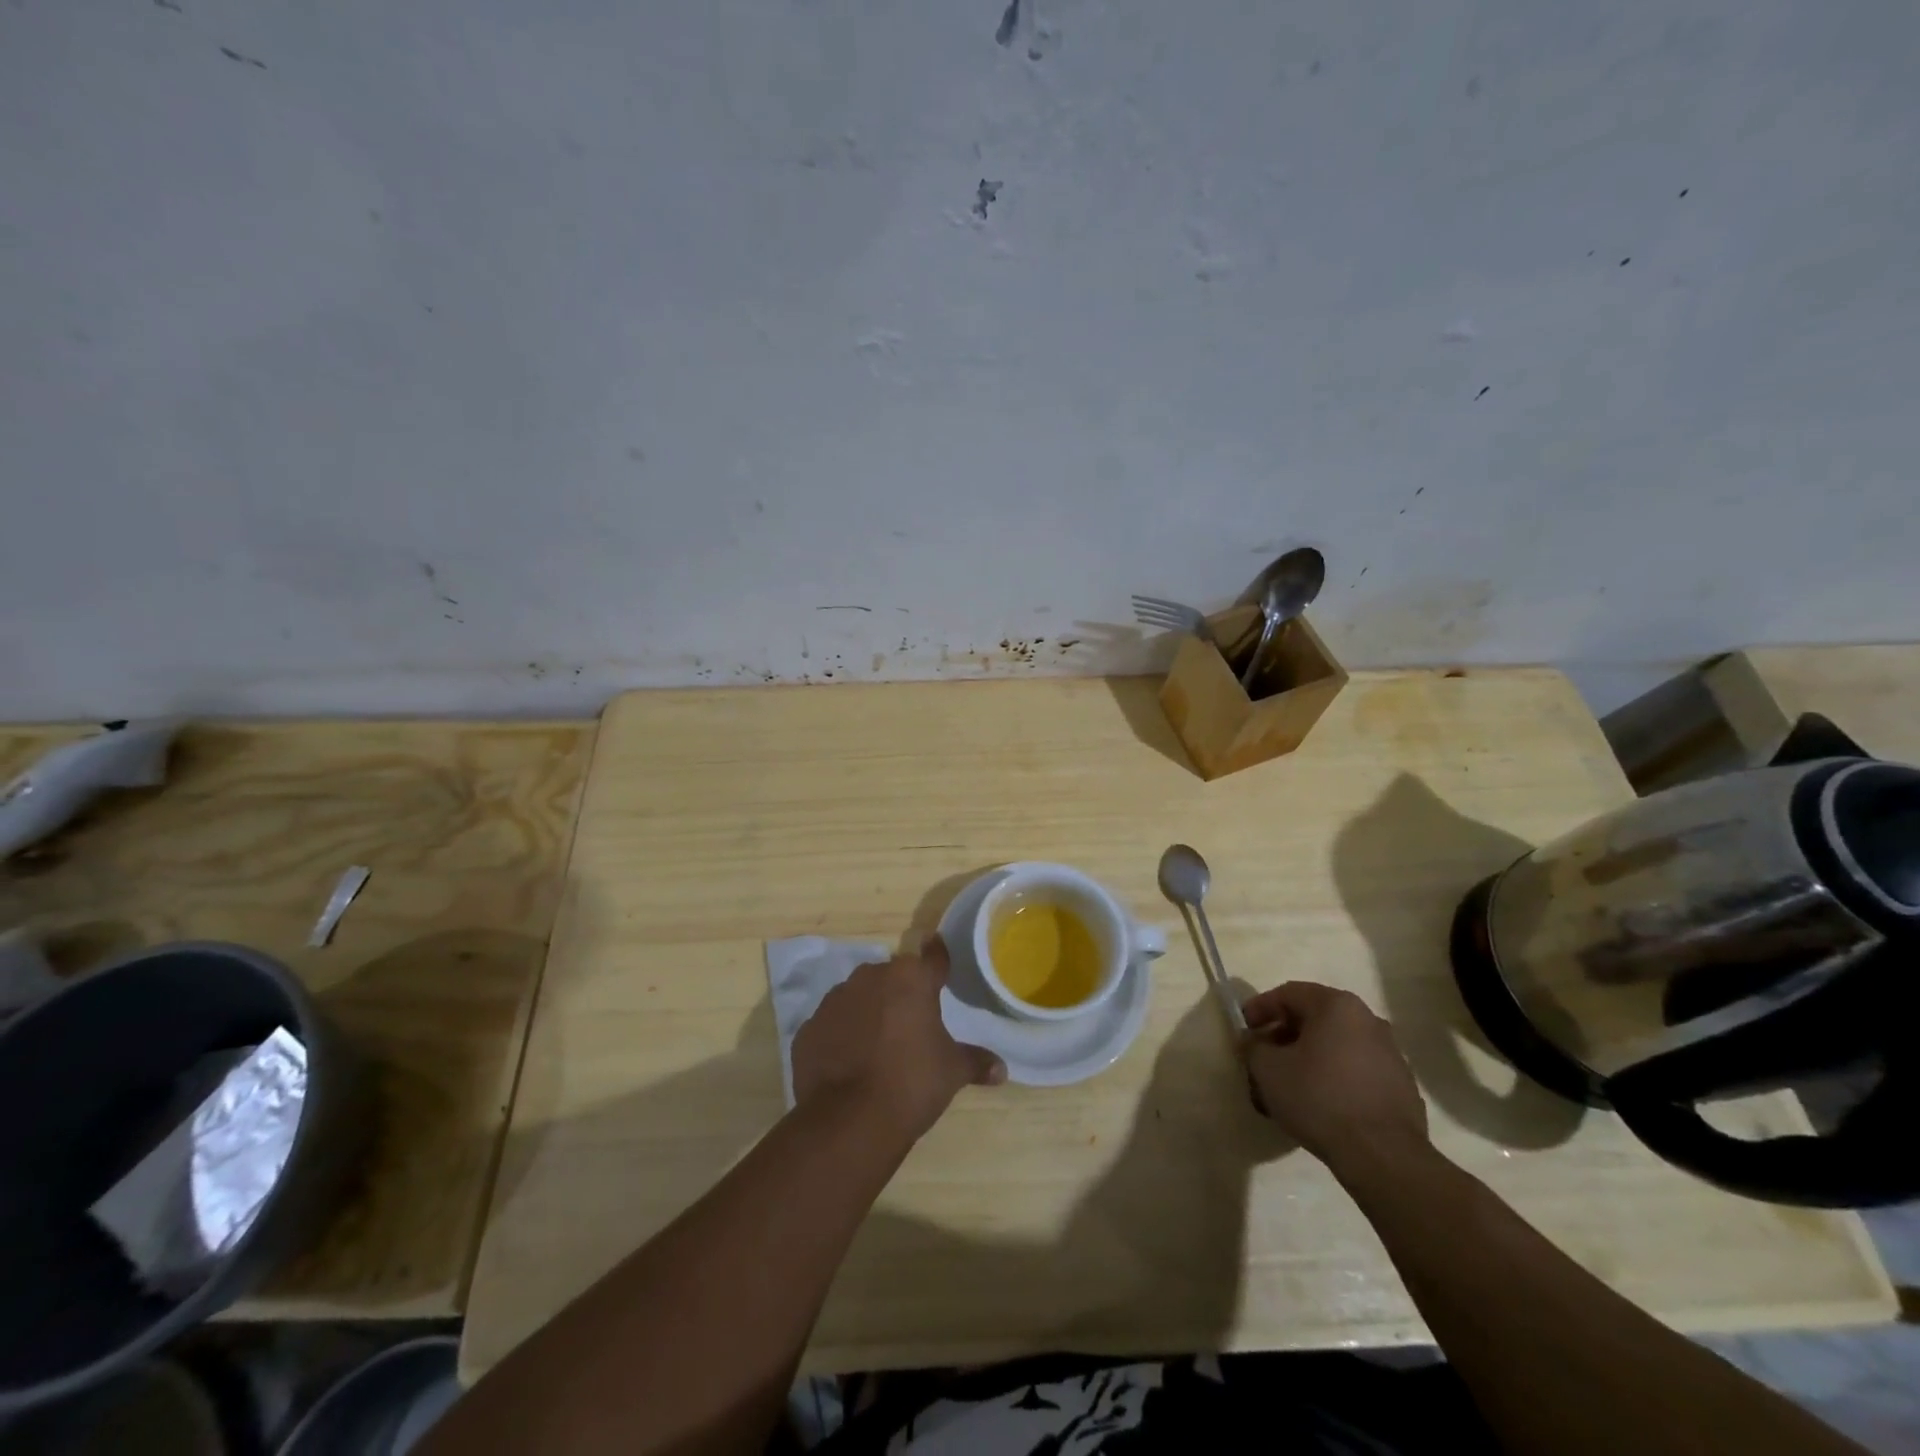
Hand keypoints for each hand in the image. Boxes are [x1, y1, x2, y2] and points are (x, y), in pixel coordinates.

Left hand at [792, 937, 1005, 1140]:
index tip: (938, 951)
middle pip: (892, 976)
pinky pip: (833, 1024)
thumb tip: (1002, 1069)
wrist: (848, 1119)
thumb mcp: (952, 1072)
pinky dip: (842, 1036)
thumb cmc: (911, 1082)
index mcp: (911, 978)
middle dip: (901, 993)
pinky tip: (850, 1062)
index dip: (938, 957)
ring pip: (859, 997)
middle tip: (912, 1021)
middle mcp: (871, 977)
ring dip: (869, 1011)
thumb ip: (976, 1062)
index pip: (932, 957)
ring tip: (879, 1045)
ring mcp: (835, 1000)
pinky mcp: (809, 1028)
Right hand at [1240, 981, 1428, 1178]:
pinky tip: (1319, 1104)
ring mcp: (1390, 1054)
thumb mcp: (1268, 1069)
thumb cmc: (1319, 1098)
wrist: (1383, 1156)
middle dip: (1283, 1036)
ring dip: (1308, 1059)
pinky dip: (1333, 1078)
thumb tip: (1251, 1040)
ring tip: (1288, 1086)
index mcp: (1337, 1006)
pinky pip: (1356, 1071)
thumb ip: (1253, 1047)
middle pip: (1314, 1019)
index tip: (1243, 1030)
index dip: (1260, 1008)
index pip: (1288, 994)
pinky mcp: (1401, 1087)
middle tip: (1263, 1059)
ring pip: (1336, 1046)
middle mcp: (1368, 1020)